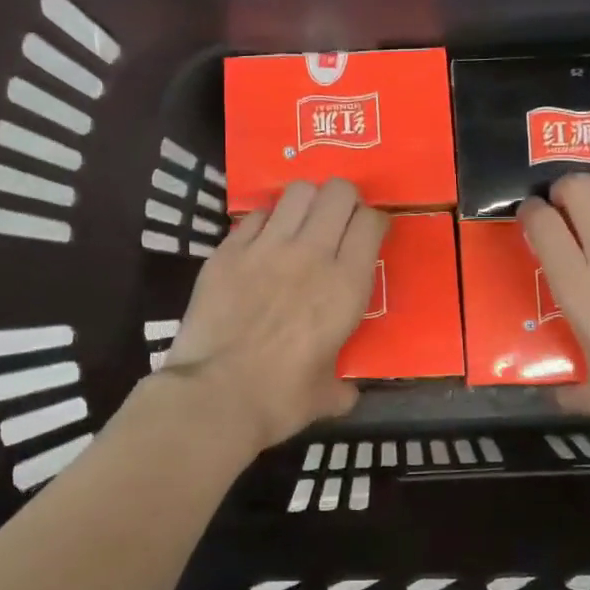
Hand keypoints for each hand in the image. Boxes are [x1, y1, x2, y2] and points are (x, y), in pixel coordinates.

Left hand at [158, 179, 387, 452]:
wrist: (214, 395)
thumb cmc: (280, 398)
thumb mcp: (325, 396)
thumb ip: (342, 386)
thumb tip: (346, 392)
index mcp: (345, 285)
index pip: (372, 223)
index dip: (375, 223)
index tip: (370, 236)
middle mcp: (311, 253)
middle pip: (339, 192)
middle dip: (346, 200)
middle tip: (339, 221)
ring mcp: (266, 246)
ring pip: (298, 191)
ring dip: (308, 201)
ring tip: (303, 221)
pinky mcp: (228, 250)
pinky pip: (256, 215)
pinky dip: (266, 221)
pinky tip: (263, 241)